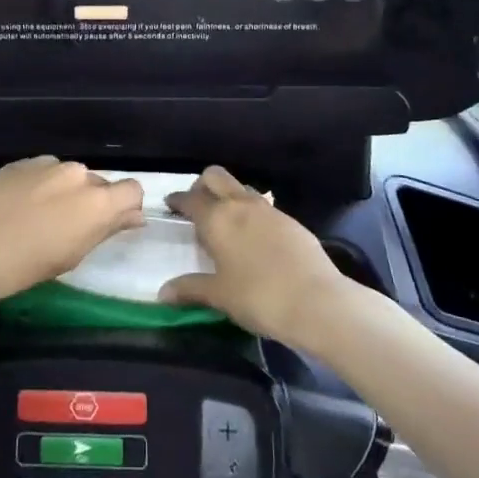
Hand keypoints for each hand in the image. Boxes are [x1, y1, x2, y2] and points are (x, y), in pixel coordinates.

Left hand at [0, 157, 144, 311]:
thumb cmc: (19, 265)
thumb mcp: (69, 257)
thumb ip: (104, 231)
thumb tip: (133, 217)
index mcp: (96, 201)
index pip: (133, 190)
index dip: (126, 208)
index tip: (111, 227)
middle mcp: (77, 173)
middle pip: (100, 184)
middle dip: (93, 203)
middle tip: (70, 231)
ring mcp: (47, 163)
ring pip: (70, 178)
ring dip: (65, 194)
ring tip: (38, 220)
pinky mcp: (20, 162)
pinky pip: (44, 172)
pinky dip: (41, 186)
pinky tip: (18, 208)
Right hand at [160, 165, 351, 345]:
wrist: (315, 301)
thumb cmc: (258, 296)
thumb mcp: (219, 296)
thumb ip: (190, 289)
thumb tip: (163, 293)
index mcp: (217, 218)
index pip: (190, 199)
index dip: (178, 200)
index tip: (170, 205)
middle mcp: (241, 205)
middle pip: (216, 177)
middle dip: (202, 185)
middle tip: (197, 206)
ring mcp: (269, 210)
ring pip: (242, 189)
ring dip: (229, 197)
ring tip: (226, 223)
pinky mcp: (291, 221)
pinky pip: (263, 207)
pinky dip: (252, 213)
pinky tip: (254, 238)